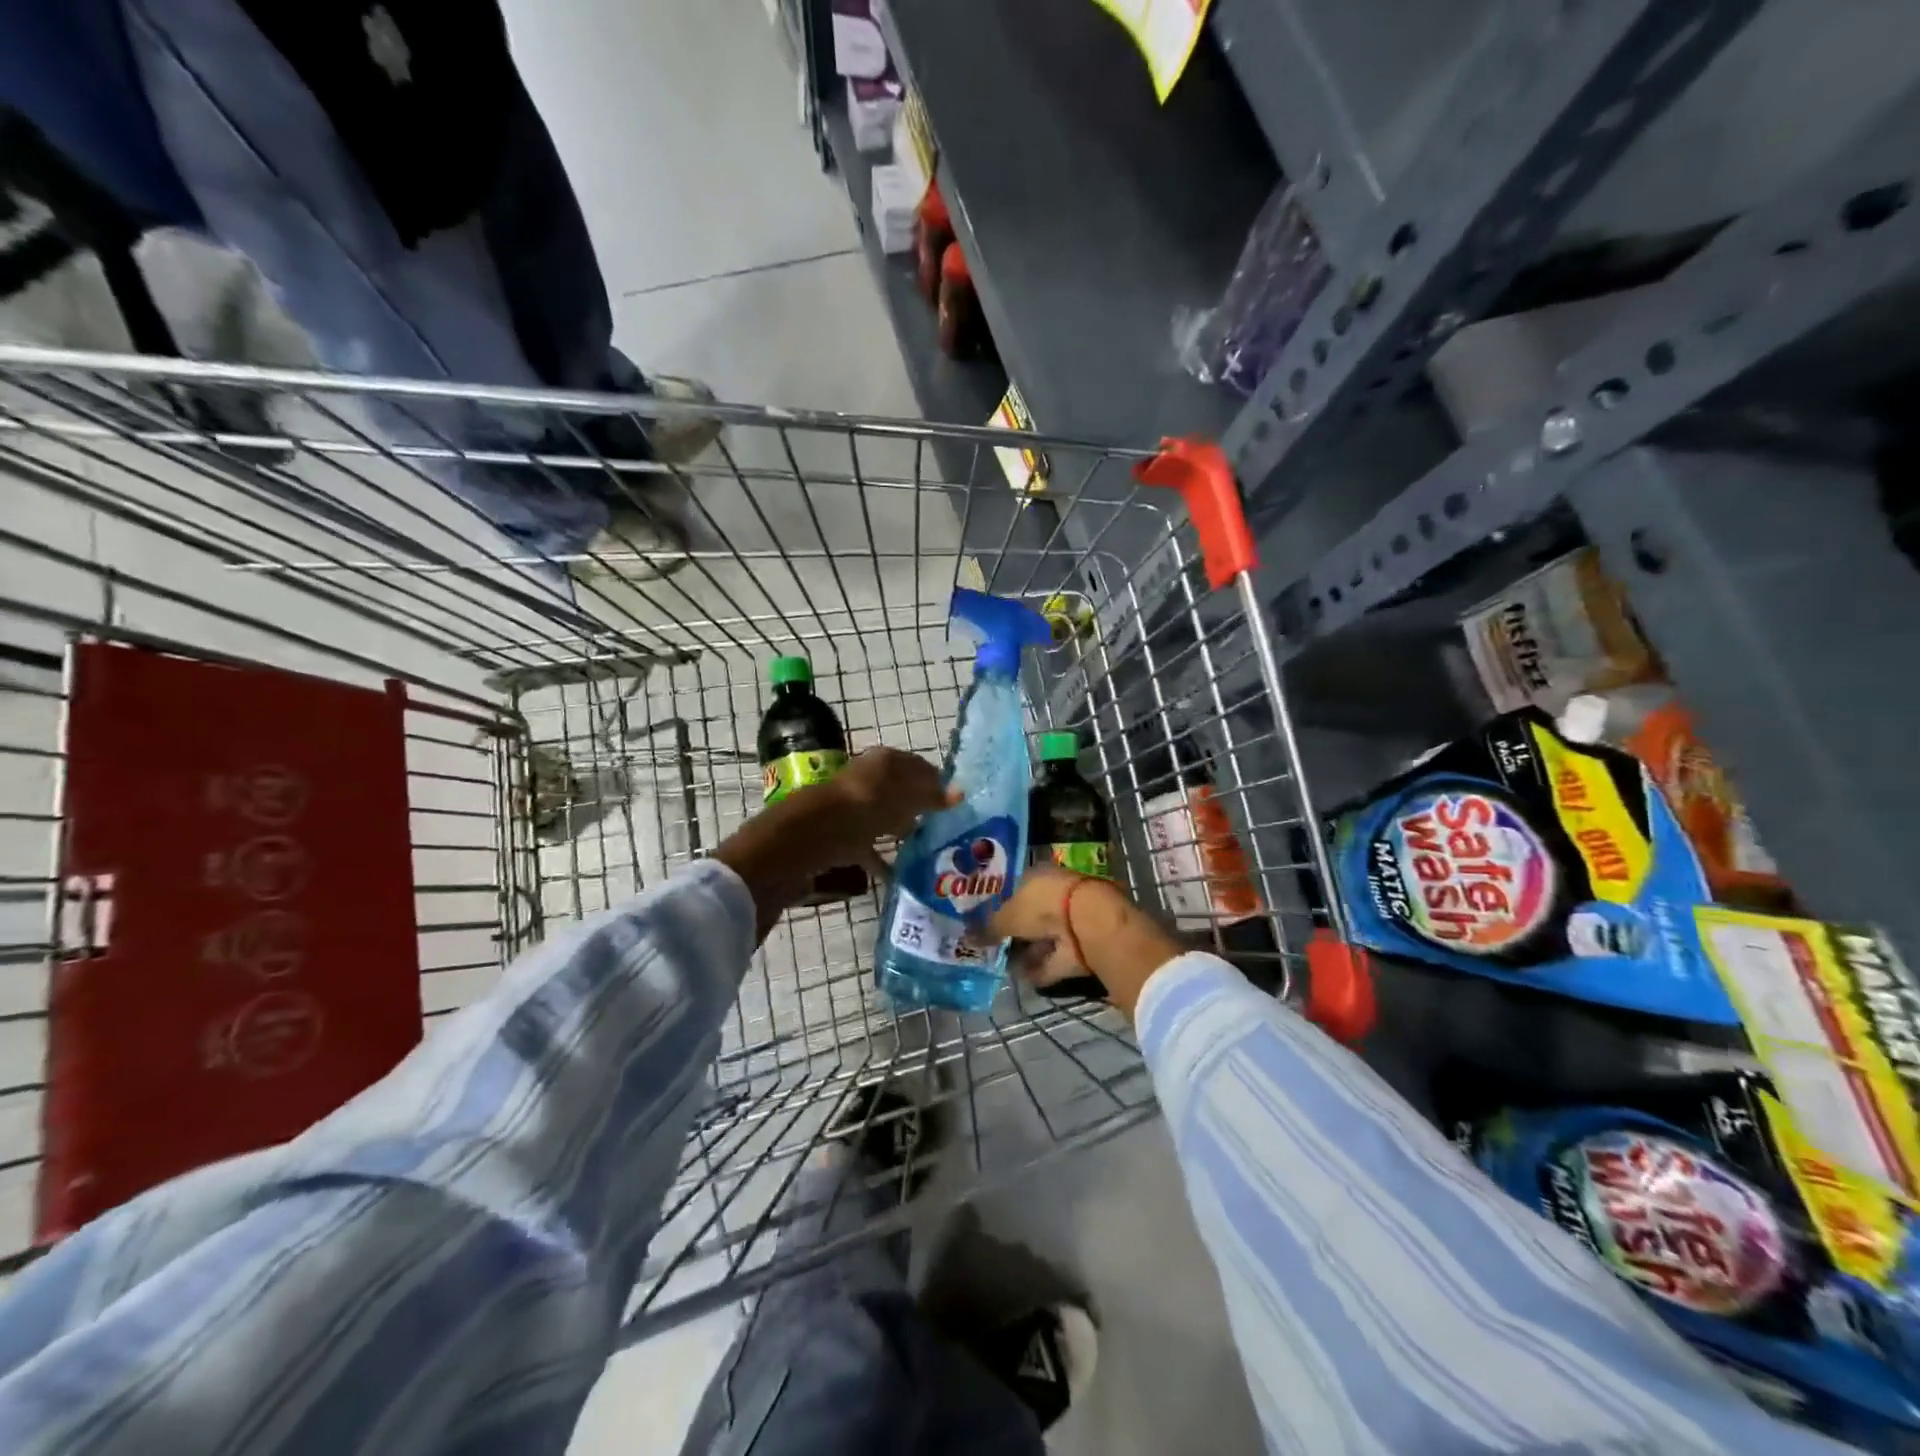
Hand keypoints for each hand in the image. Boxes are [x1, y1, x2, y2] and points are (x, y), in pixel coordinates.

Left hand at [812, 747, 954, 874]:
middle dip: (921, 808)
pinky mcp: (844, 836)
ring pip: (886, 817)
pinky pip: (870, 846)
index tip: (957, 802)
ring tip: (928, 847)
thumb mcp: (905, 798)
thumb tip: (960, 792)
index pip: (919, 766)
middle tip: (947, 826)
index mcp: (885, 761)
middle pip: (901, 792)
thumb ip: (932, 796)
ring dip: (902, 830)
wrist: (813, 835)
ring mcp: (854, 808)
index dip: (938, 782)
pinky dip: (884, 858)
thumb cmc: (866, 806)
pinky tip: (900, 874)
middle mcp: (868, 779)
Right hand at [980, 867, 1182, 1019]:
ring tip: (1004, 967)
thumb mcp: (1008, 915)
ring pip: (1043, 938)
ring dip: (1027, 953)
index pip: (1016, 889)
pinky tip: (1023, 979)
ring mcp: (1069, 921)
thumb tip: (968, 938)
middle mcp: (1054, 895)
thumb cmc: (1042, 905)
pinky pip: (1054, 959)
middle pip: (1030, 916)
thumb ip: (989, 928)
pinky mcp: (1079, 946)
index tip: (985, 923)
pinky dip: (1041, 969)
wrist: (1086, 922)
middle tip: (992, 948)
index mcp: (1038, 876)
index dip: (1001, 905)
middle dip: (1014, 933)